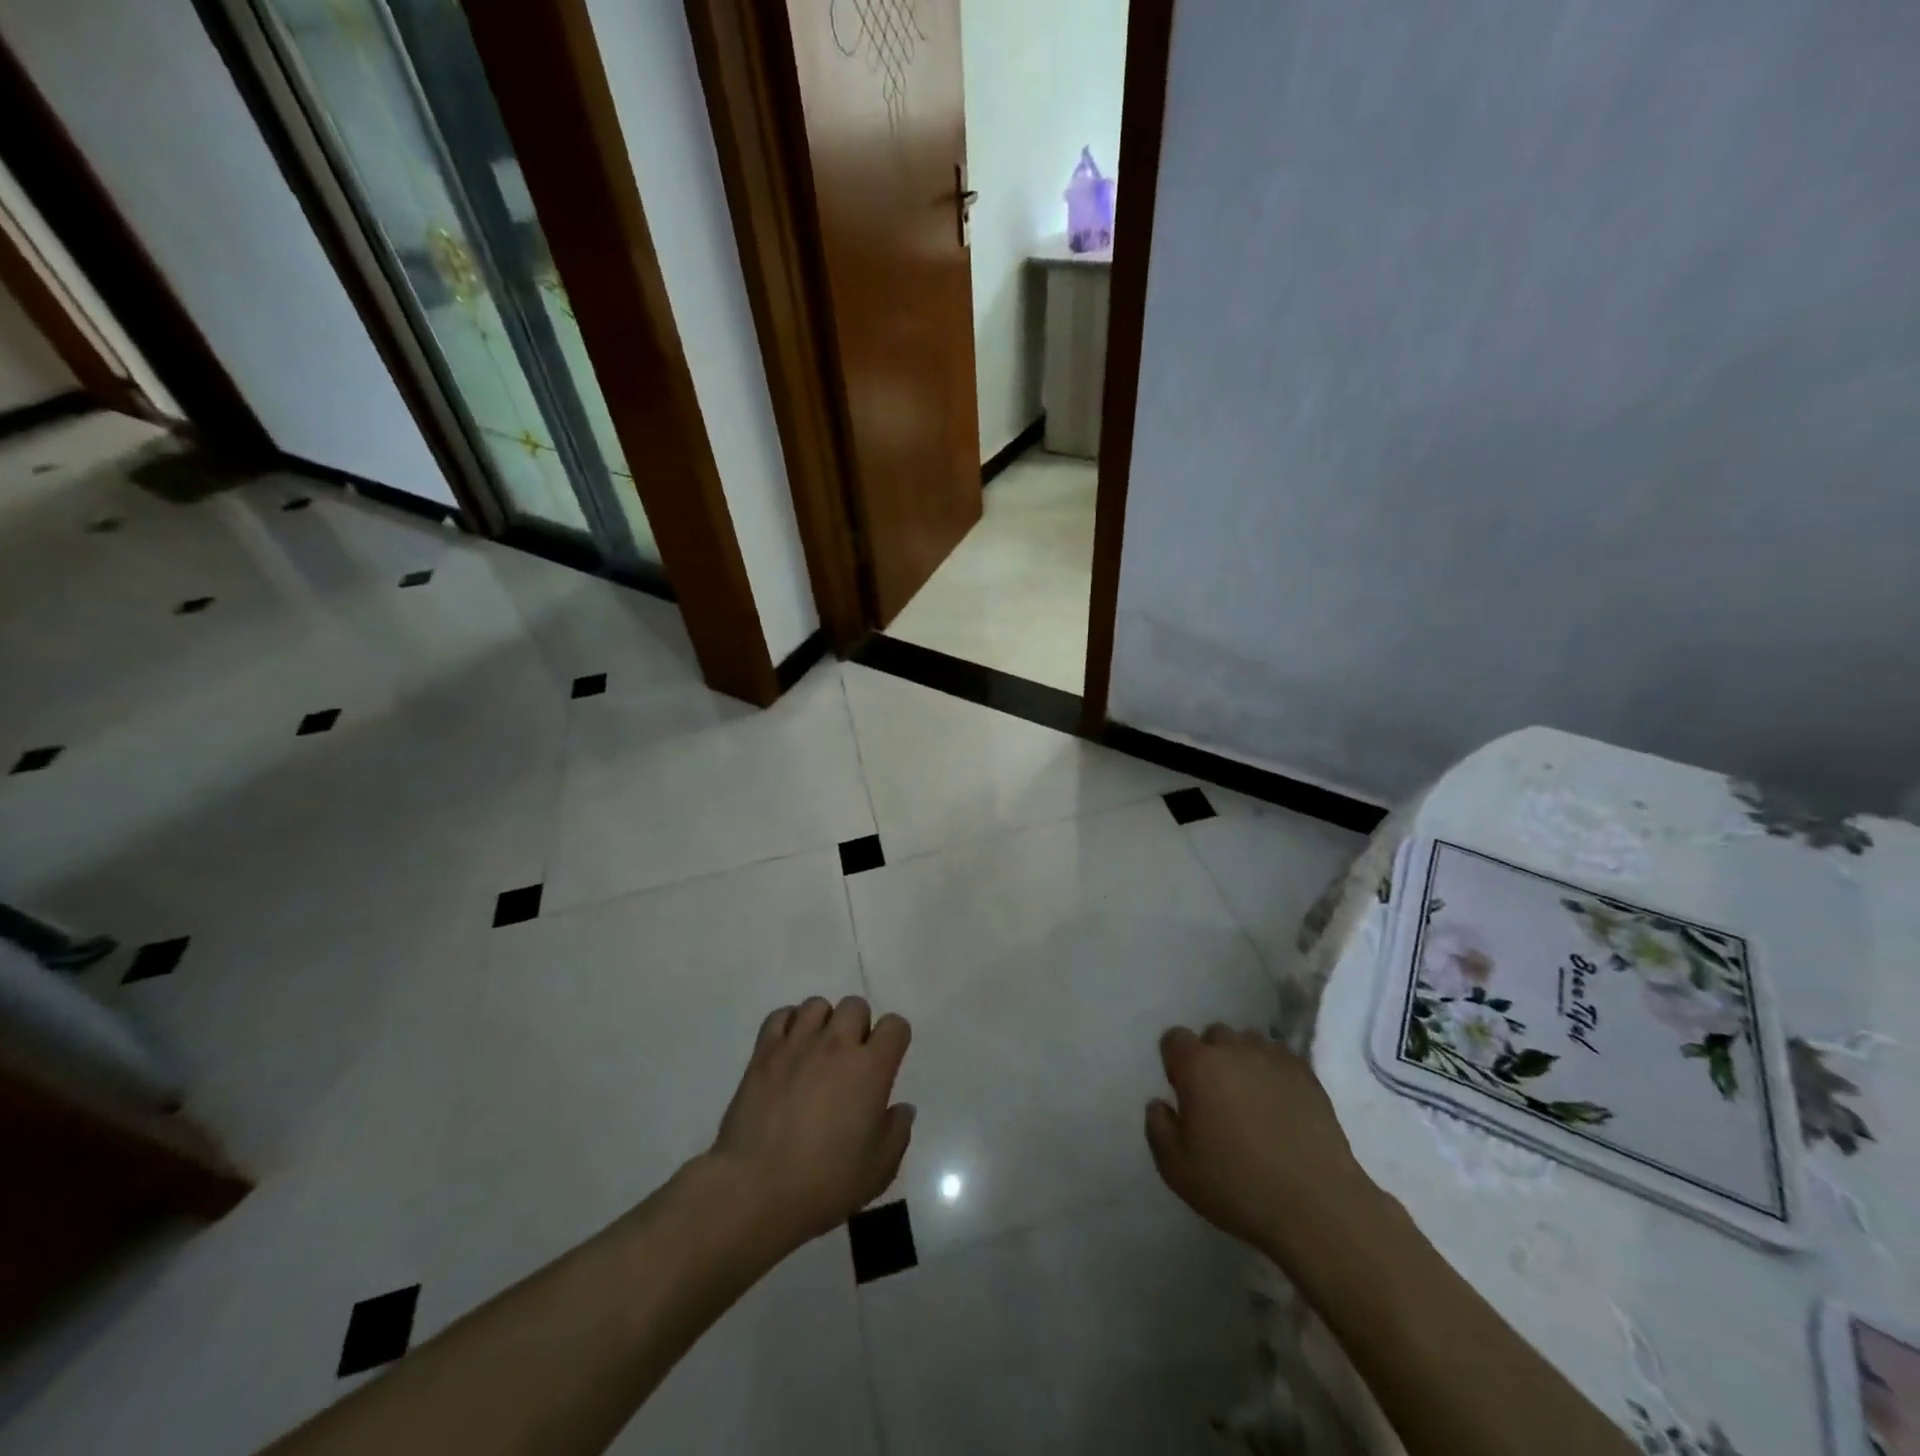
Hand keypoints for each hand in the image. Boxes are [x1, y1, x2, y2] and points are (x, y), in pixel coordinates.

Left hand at [707, 996, 914, 1255]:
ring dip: (823, 1023)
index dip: (895, 1039)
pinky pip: (781, 1016)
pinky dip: (788, 1024)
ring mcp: (797, 1044)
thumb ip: (897, 1132)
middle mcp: (836, 1045)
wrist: (755, 1189)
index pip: (895, 1025)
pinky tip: (789, 1050)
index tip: (887, 1061)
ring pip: (817, 1004)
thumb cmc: (824, 1183)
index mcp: (870, 1068)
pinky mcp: (764, 1052)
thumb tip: (901, 1108)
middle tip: (850, 1060)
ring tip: (817, 1051)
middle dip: (858, 1026)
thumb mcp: (878, 1170)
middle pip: (855, 1006)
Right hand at [1145, 1024, 1372, 1259]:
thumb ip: (1158, 1129)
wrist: (1316, 1205)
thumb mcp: (1177, 1170)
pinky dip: (1274, 1071)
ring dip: (1243, 1059)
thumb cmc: (1237, 1186)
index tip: (1181, 1089)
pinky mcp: (1307, 1075)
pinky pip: (1282, 1057)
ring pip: (1250, 1041)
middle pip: (1214, 1035)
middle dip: (1210, 1056)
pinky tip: (1280, 1101)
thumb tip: (1159, 1104)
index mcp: (1197, 1066)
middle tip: (1216, 1095)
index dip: (1174, 1060)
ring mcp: (1274, 1059)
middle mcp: (1234, 1051)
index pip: (1175, 1039)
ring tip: (1250, 1095)